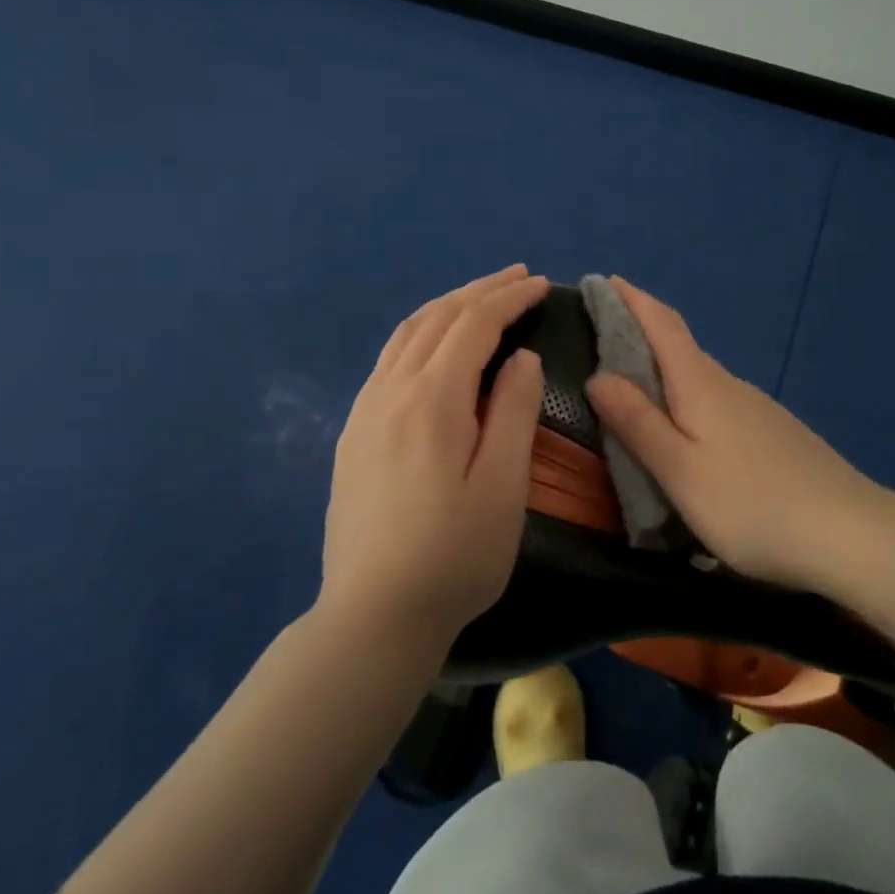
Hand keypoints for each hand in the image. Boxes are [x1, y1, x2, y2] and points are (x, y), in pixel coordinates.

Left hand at [319, 265, 546, 647]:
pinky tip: (433, 344)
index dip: (508, 298)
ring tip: (480, 297)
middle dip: (480, 290)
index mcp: (432, 399)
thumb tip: (520, 357)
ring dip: (448, 305)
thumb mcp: (502, 486)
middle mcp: (391, 390)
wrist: (372, 618)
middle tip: (517, 276)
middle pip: (438, 318)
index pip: (473, 325)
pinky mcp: (354, 432)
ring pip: (407, 333)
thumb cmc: (453, 556)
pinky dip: (420, 332)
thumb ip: (512, 411)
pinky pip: (389, 358)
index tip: (540, 284)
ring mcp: (365, 410)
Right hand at [585, 276, 885, 593]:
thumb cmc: (752, 504)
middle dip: (640, 332)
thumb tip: (599, 375)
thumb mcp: (681, 471)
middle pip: (679, 346)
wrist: (851, 534)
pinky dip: (689, 398)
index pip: (662, 323)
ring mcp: (757, 407)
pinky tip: (687, 430)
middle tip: (601, 339)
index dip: (632, 299)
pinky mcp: (773, 432)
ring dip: (664, 369)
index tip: (605, 280)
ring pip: (699, 376)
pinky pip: (718, 400)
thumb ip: (638, 422)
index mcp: (701, 384)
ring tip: (633, 388)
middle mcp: (728, 384)